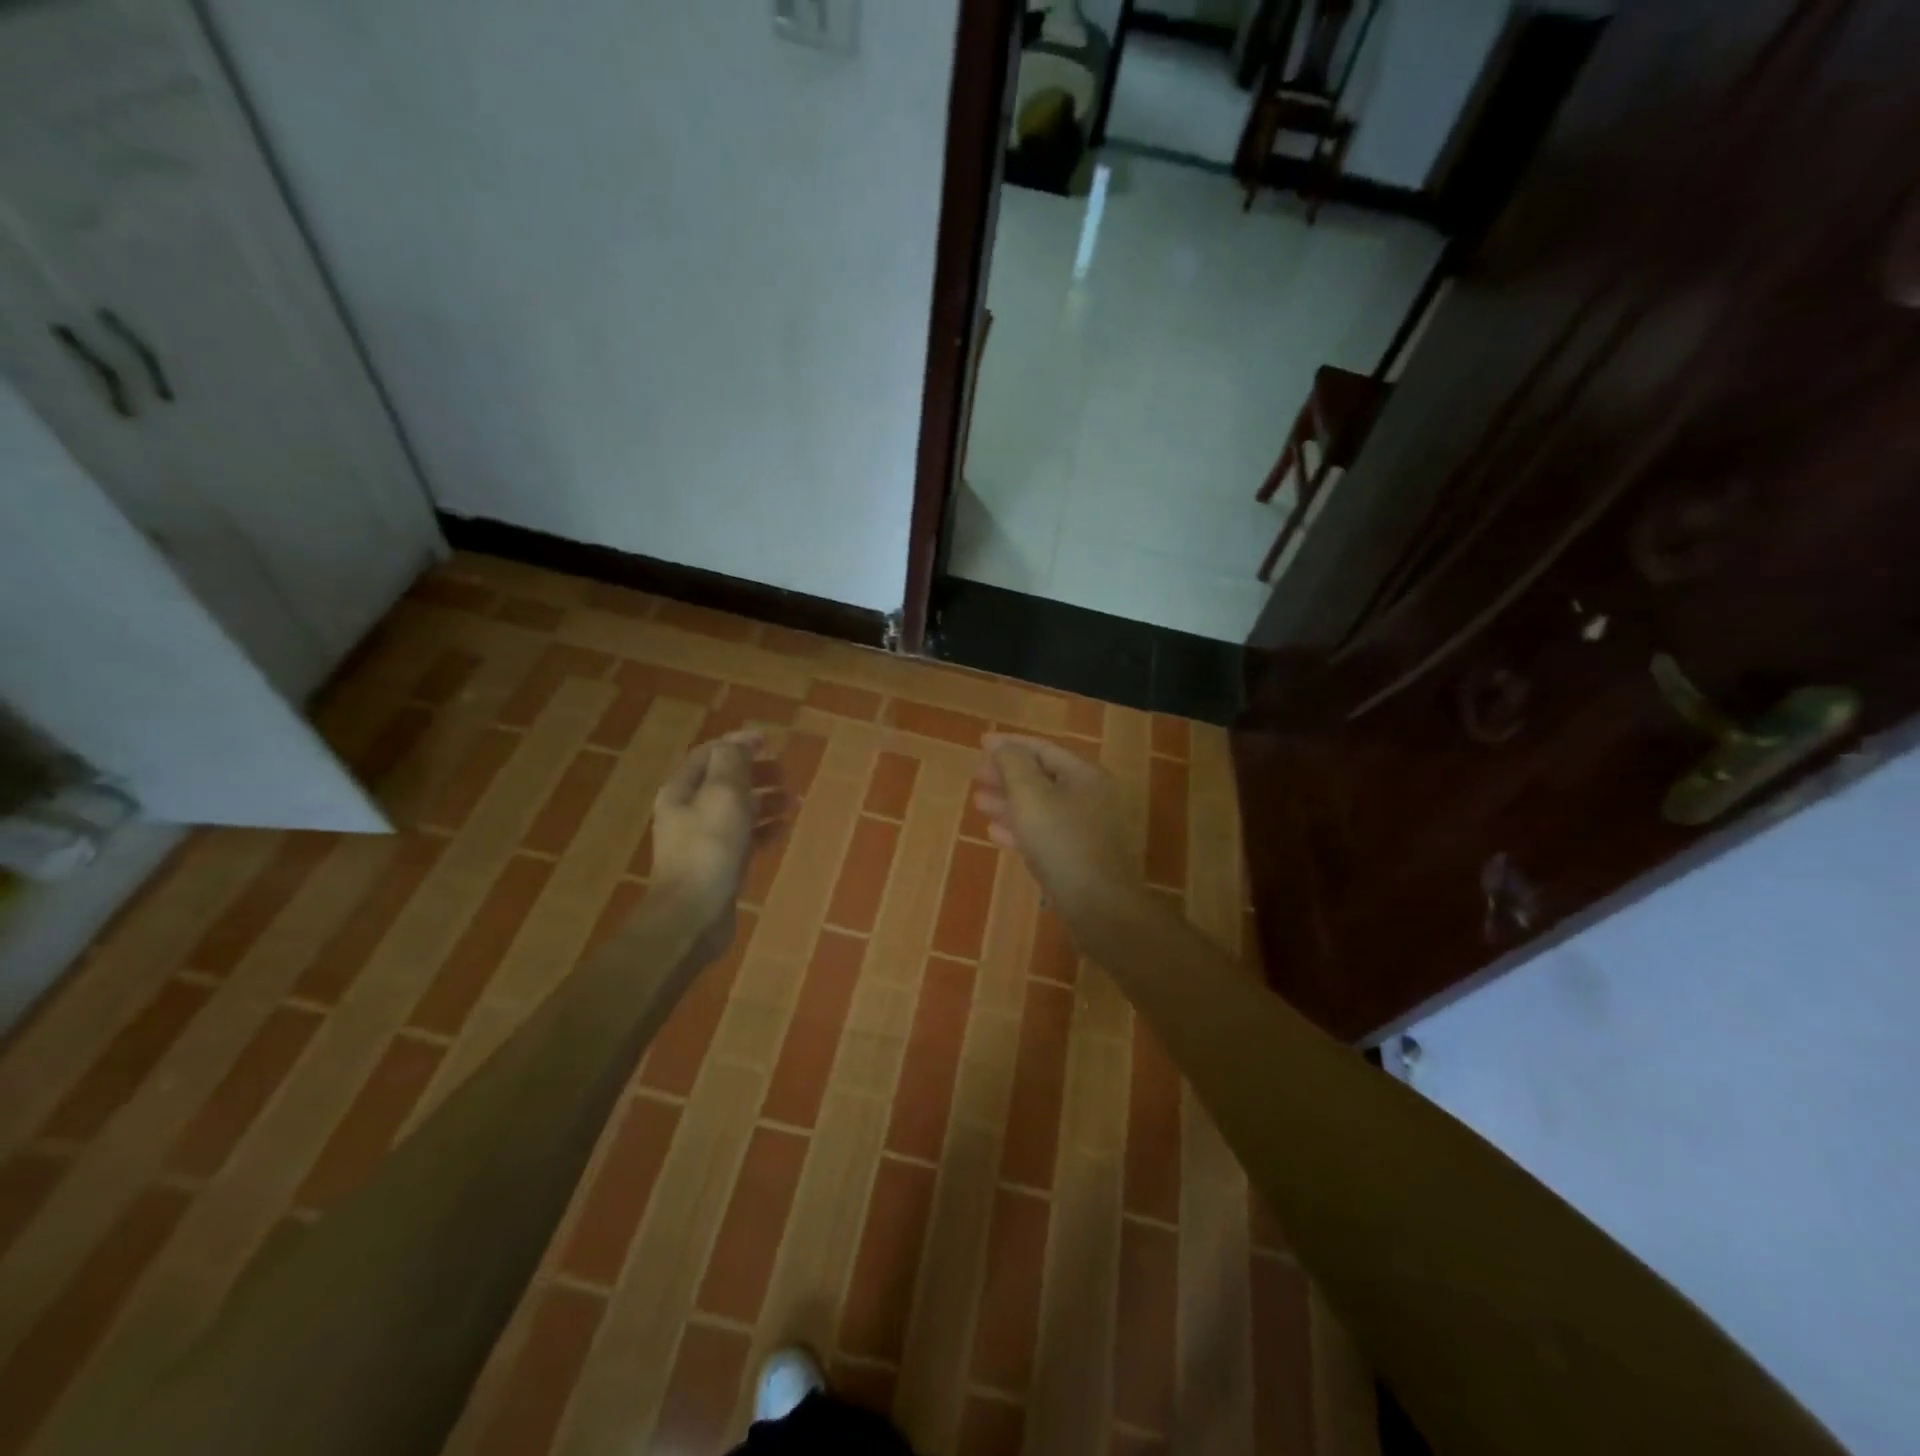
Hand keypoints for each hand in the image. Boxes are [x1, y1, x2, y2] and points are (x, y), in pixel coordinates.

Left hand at [650, 731, 787, 942]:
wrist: (693, 916)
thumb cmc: (709, 848)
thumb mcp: (723, 794)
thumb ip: (732, 763)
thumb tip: (739, 743)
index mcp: (682, 791)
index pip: (709, 755)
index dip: (738, 743)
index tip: (770, 741)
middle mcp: (688, 813)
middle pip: (724, 782)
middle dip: (755, 773)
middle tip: (785, 773)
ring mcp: (703, 842)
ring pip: (737, 811)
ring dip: (764, 801)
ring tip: (793, 801)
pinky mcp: (718, 866)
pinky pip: (744, 839)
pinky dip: (764, 830)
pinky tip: (783, 830)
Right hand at [973, 733, 1144, 930]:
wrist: (1099, 907)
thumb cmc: (1062, 843)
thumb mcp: (1031, 797)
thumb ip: (1013, 765)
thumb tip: (1001, 744)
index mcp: (1085, 775)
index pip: (1044, 749)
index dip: (1010, 745)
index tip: (981, 744)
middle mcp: (1091, 797)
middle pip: (1043, 777)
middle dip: (1007, 775)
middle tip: (976, 776)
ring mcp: (1087, 829)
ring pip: (1042, 807)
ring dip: (1009, 802)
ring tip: (979, 802)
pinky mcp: (1079, 856)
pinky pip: (1046, 833)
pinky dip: (1021, 828)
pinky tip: (995, 833)